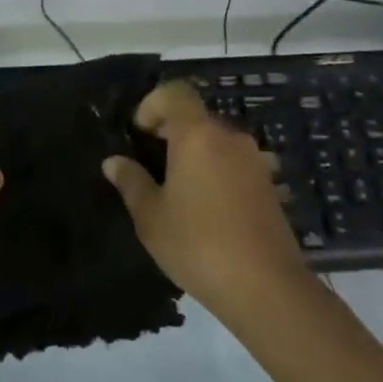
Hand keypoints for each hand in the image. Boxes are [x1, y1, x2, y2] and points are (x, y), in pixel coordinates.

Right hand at [102, 80, 308, 323]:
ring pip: (216, 141)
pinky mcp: (269, 185)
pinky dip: (216, 172)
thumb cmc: (198, 245)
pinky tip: (207, 209)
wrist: (267, 288)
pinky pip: (234, 163)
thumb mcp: (152, 217)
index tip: (139, 134)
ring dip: (195, 154)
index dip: (152, 104)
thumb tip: (113, 162)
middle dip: (171, 132)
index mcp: (197, 135)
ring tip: (178, 191)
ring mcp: (254, 160)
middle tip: (151, 166)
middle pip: (196, 117)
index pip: (175, 93)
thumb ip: (131, 182)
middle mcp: (229, 137)